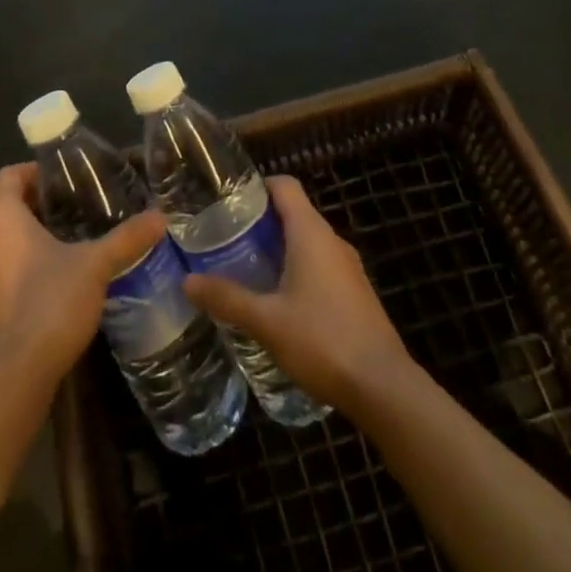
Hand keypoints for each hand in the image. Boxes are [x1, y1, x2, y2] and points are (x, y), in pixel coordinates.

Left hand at [0, 163, 167, 385]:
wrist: (12, 374)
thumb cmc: (49, 301)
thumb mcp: (95, 266)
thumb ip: (125, 239)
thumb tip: (160, 217)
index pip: (9, 175)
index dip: (32, 173)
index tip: (60, 183)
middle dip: (15, 205)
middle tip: (52, 213)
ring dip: (4, 240)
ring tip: (44, 249)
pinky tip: (30, 288)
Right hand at [182, 175, 413, 413]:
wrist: (383, 387)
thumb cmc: (322, 340)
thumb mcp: (267, 321)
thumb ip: (227, 299)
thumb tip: (187, 281)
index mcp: (311, 232)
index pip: (285, 185)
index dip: (257, 186)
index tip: (228, 202)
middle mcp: (332, 240)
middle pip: (294, 213)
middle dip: (261, 223)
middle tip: (227, 241)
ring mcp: (348, 267)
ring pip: (307, 242)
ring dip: (279, 249)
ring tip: (246, 271)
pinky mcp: (356, 293)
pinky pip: (321, 266)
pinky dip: (297, 271)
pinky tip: (279, 302)